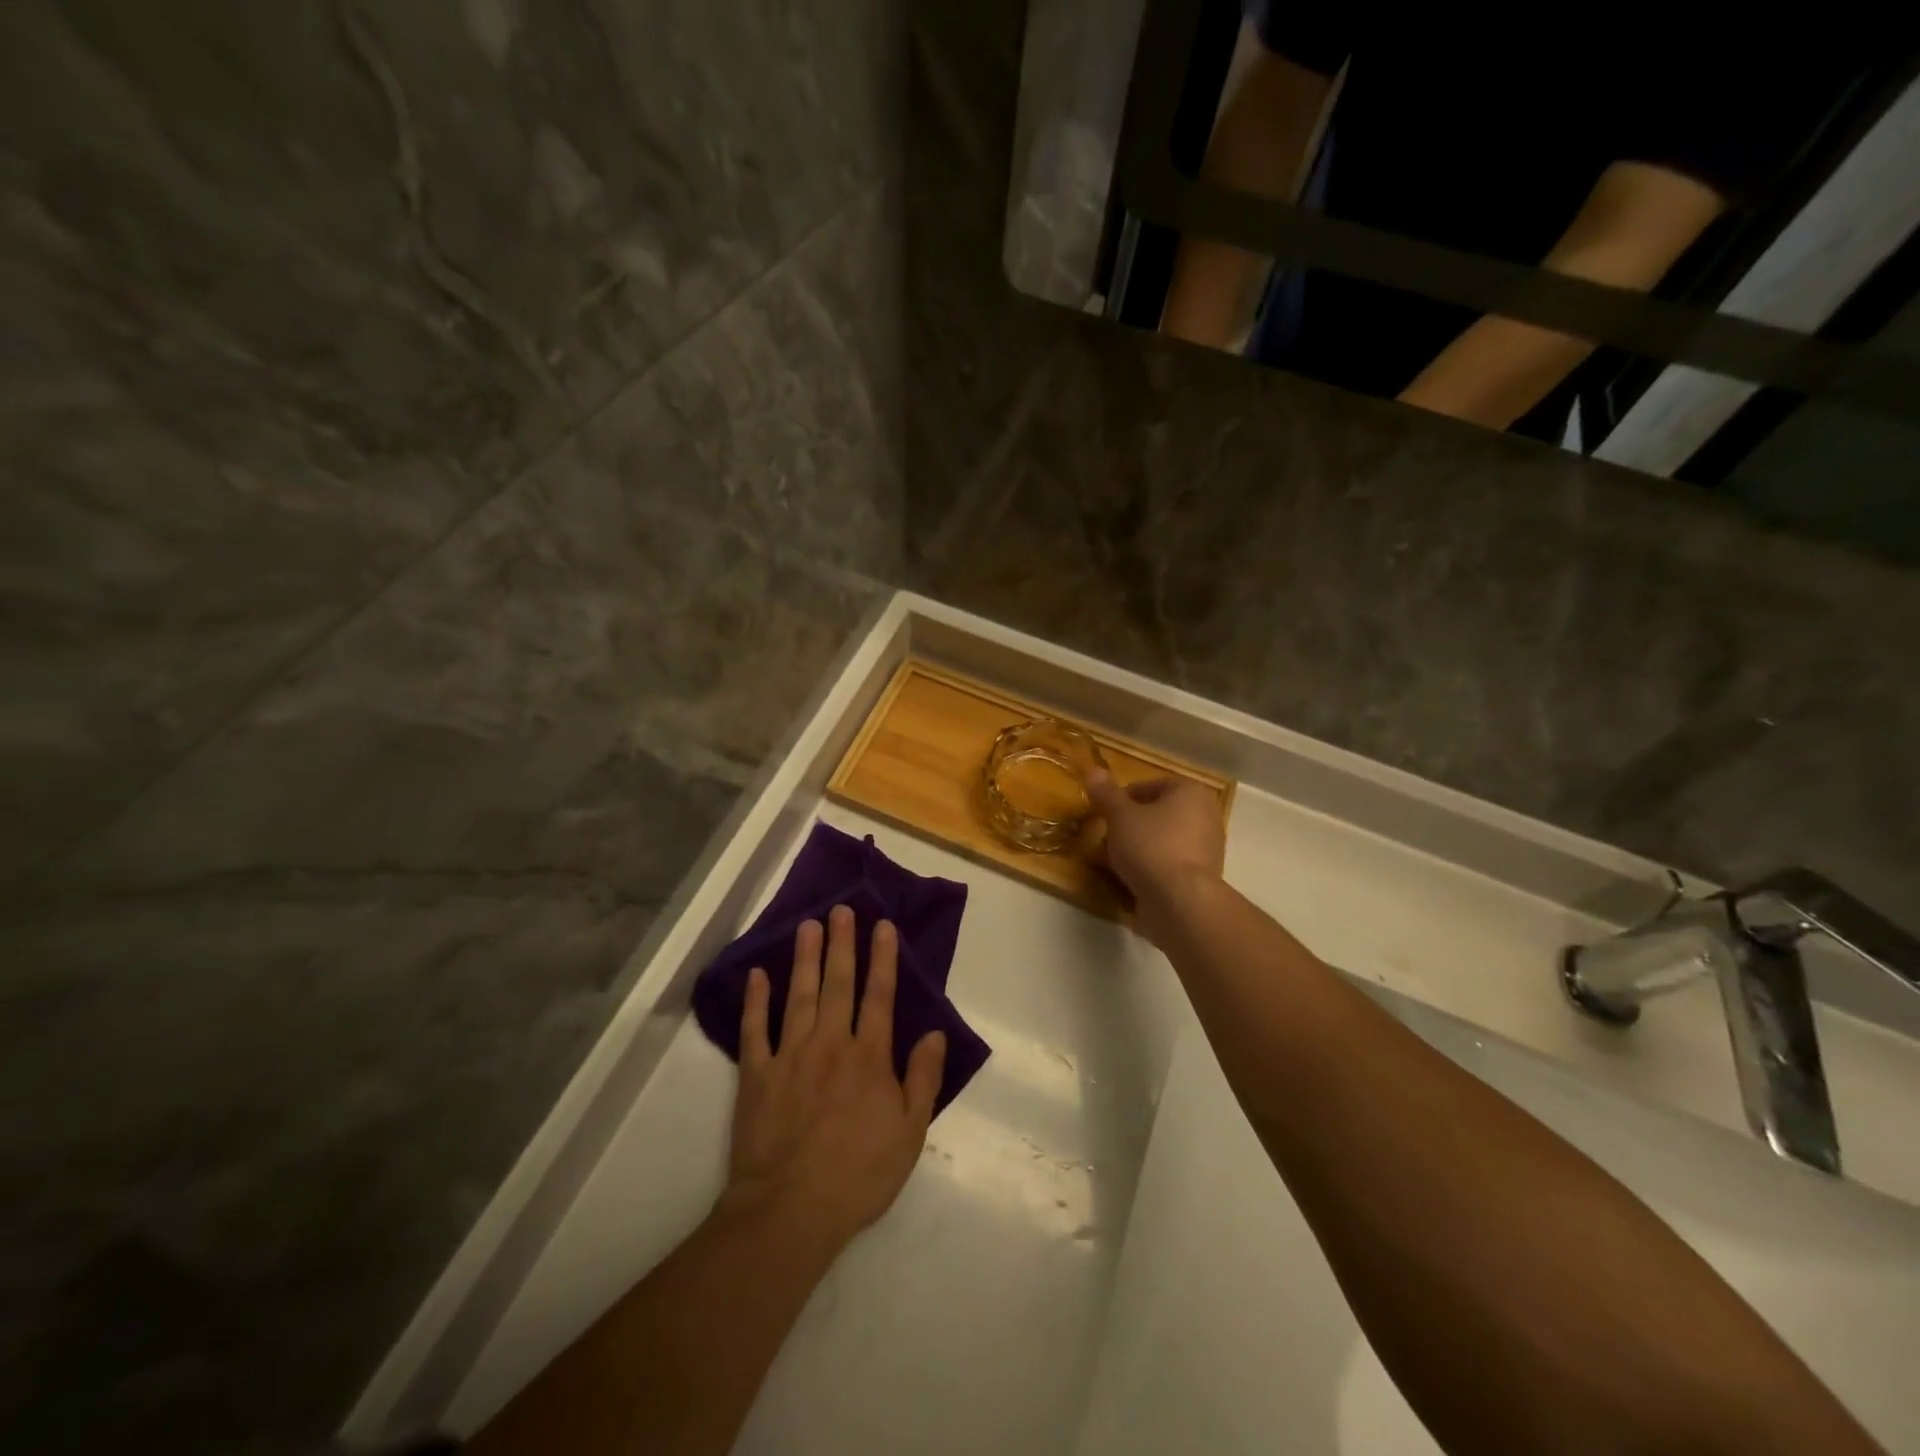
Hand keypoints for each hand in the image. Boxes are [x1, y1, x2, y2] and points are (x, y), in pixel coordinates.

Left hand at [724, 905, 947, 1253]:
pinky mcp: (756, 1075)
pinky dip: (756, 1001)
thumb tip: (935, 1033)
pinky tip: (757, 975)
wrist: (791, 1211)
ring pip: (799, 996)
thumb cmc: (858, 1175)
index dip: (882, 959)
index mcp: (869, 1057)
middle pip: (838, 985)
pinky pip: (756, 1030)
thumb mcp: (910, 1133)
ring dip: (804, 959)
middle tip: (841, 910)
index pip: (879, 996)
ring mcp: (790, 1056)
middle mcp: (830, 1045)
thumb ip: (923, 1078)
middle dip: (842, 945)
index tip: (882, 926)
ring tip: (808, 925)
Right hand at [1085, 770, 1226, 944]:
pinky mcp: (1201, 878)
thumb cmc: (1151, 847)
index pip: (1151, 785)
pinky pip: (1169, 865)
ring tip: (1112, 861)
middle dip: (1131, 824)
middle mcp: (1206, 816)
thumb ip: (1106, 794)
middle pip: (1158, 814)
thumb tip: (1092, 769)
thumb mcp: (1120, 816)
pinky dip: (1150, 869)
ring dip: (1138, 848)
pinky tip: (1129, 880)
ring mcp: (1207, 849)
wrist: (1181, 902)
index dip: (1123, 797)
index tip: (1104, 813)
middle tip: (1106, 837)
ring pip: (1162, 841)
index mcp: (1190, 793)